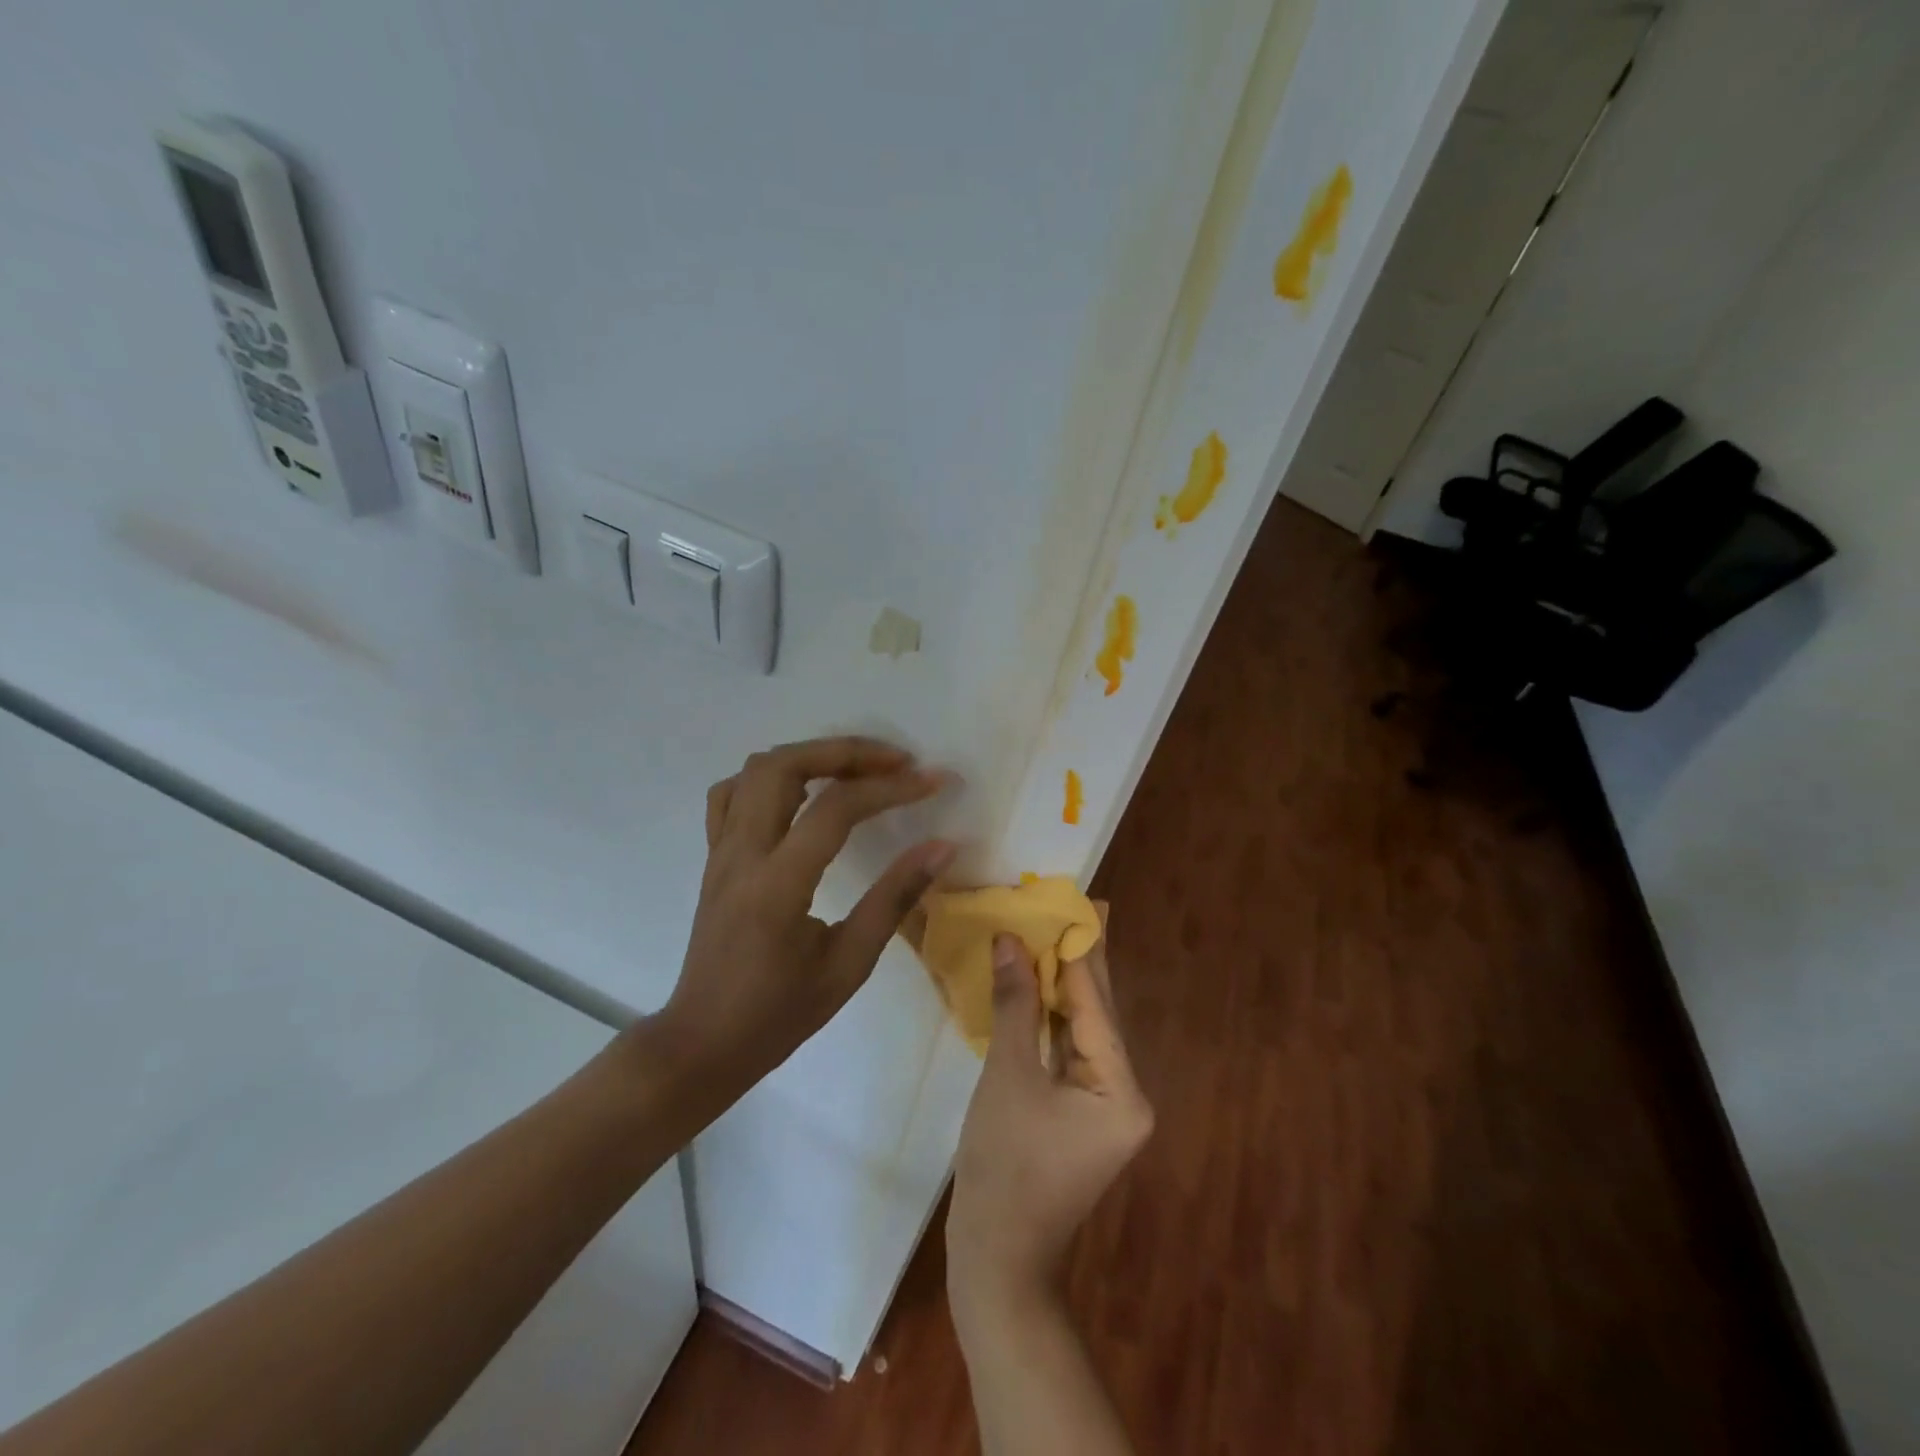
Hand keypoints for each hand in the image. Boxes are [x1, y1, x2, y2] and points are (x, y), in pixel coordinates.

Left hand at [654, 736, 954, 1095]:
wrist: (703, 1043)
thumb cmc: (779, 1014)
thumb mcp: (849, 965)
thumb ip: (894, 898)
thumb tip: (943, 847)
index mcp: (777, 885)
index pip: (835, 809)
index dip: (890, 787)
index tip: (933, 781)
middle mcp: (742, 854)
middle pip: (785, 765)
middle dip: (846, 751)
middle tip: (895, 761)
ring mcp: (721, 850)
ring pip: (757, 769)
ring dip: (811, 755)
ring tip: (858, 769)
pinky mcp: (714, 856)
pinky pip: (733, 793)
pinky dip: (772, 776)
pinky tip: (802, 791)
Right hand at [947, 913, 1152, 1325]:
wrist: (996, 1259)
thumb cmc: (1004, 1166)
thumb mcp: (1008, 1076)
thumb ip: (1016, 1004)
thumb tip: (1011, 941)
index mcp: (1121, 1088)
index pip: (1095, 1004)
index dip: (1078, 951)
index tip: (1070, 902)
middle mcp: (1125, 1093)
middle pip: (1096, 1013)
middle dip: (1077, 962)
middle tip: (1070, 906)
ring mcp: (1104, 1106)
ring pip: (1080, 1030)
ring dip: (1060, 987)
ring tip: (1049, 932)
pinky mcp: (1080, 1113)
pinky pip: (1068, 1051)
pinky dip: (1050, 1019)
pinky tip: (1037, 985)